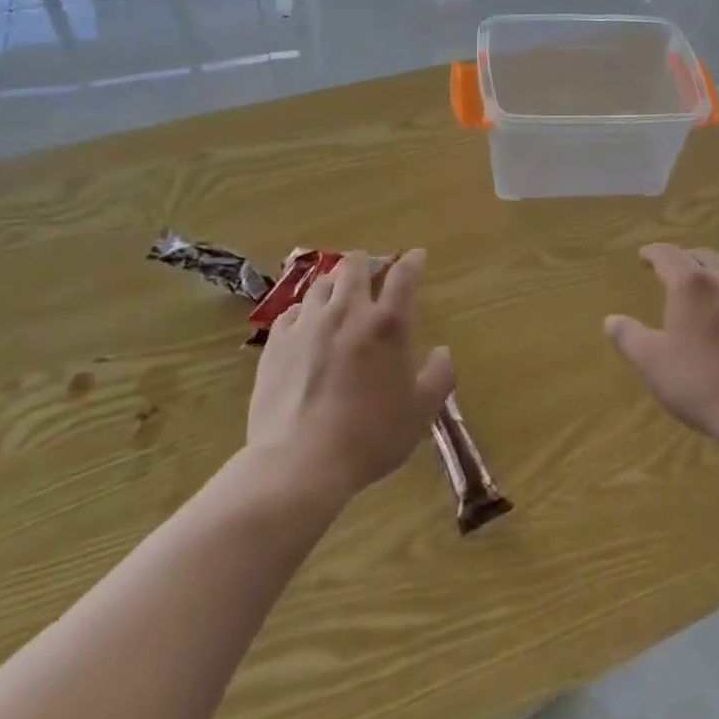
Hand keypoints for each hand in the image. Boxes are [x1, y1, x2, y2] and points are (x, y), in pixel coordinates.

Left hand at [247, 249, 454, 502]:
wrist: (300, 463)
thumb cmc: (370, 437)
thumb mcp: (420, 412)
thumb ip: (439, 376)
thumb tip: (442, 352)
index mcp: (388, 324)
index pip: (404, 276)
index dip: (412, 261)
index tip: (417, 255)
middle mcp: (348, 312)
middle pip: (354, 266)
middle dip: (365, 262)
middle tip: (369, 271)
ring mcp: (308, 325)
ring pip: (321, 284)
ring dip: (333, 284)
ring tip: (336, 295)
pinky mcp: (277, 343)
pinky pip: (291, 312)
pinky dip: (304, 312)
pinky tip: (305, 326)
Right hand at [606, 244, 718, 446]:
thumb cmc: (699, 382)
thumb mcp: (651, 362)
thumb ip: (628, 337)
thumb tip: (611, 320)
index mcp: (690, 285)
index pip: (668, 255)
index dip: (652, 253)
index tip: (643, 257)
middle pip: (701, 256)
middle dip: (682, 258)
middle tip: (668, 270)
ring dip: (708, 274)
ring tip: (698, 291)